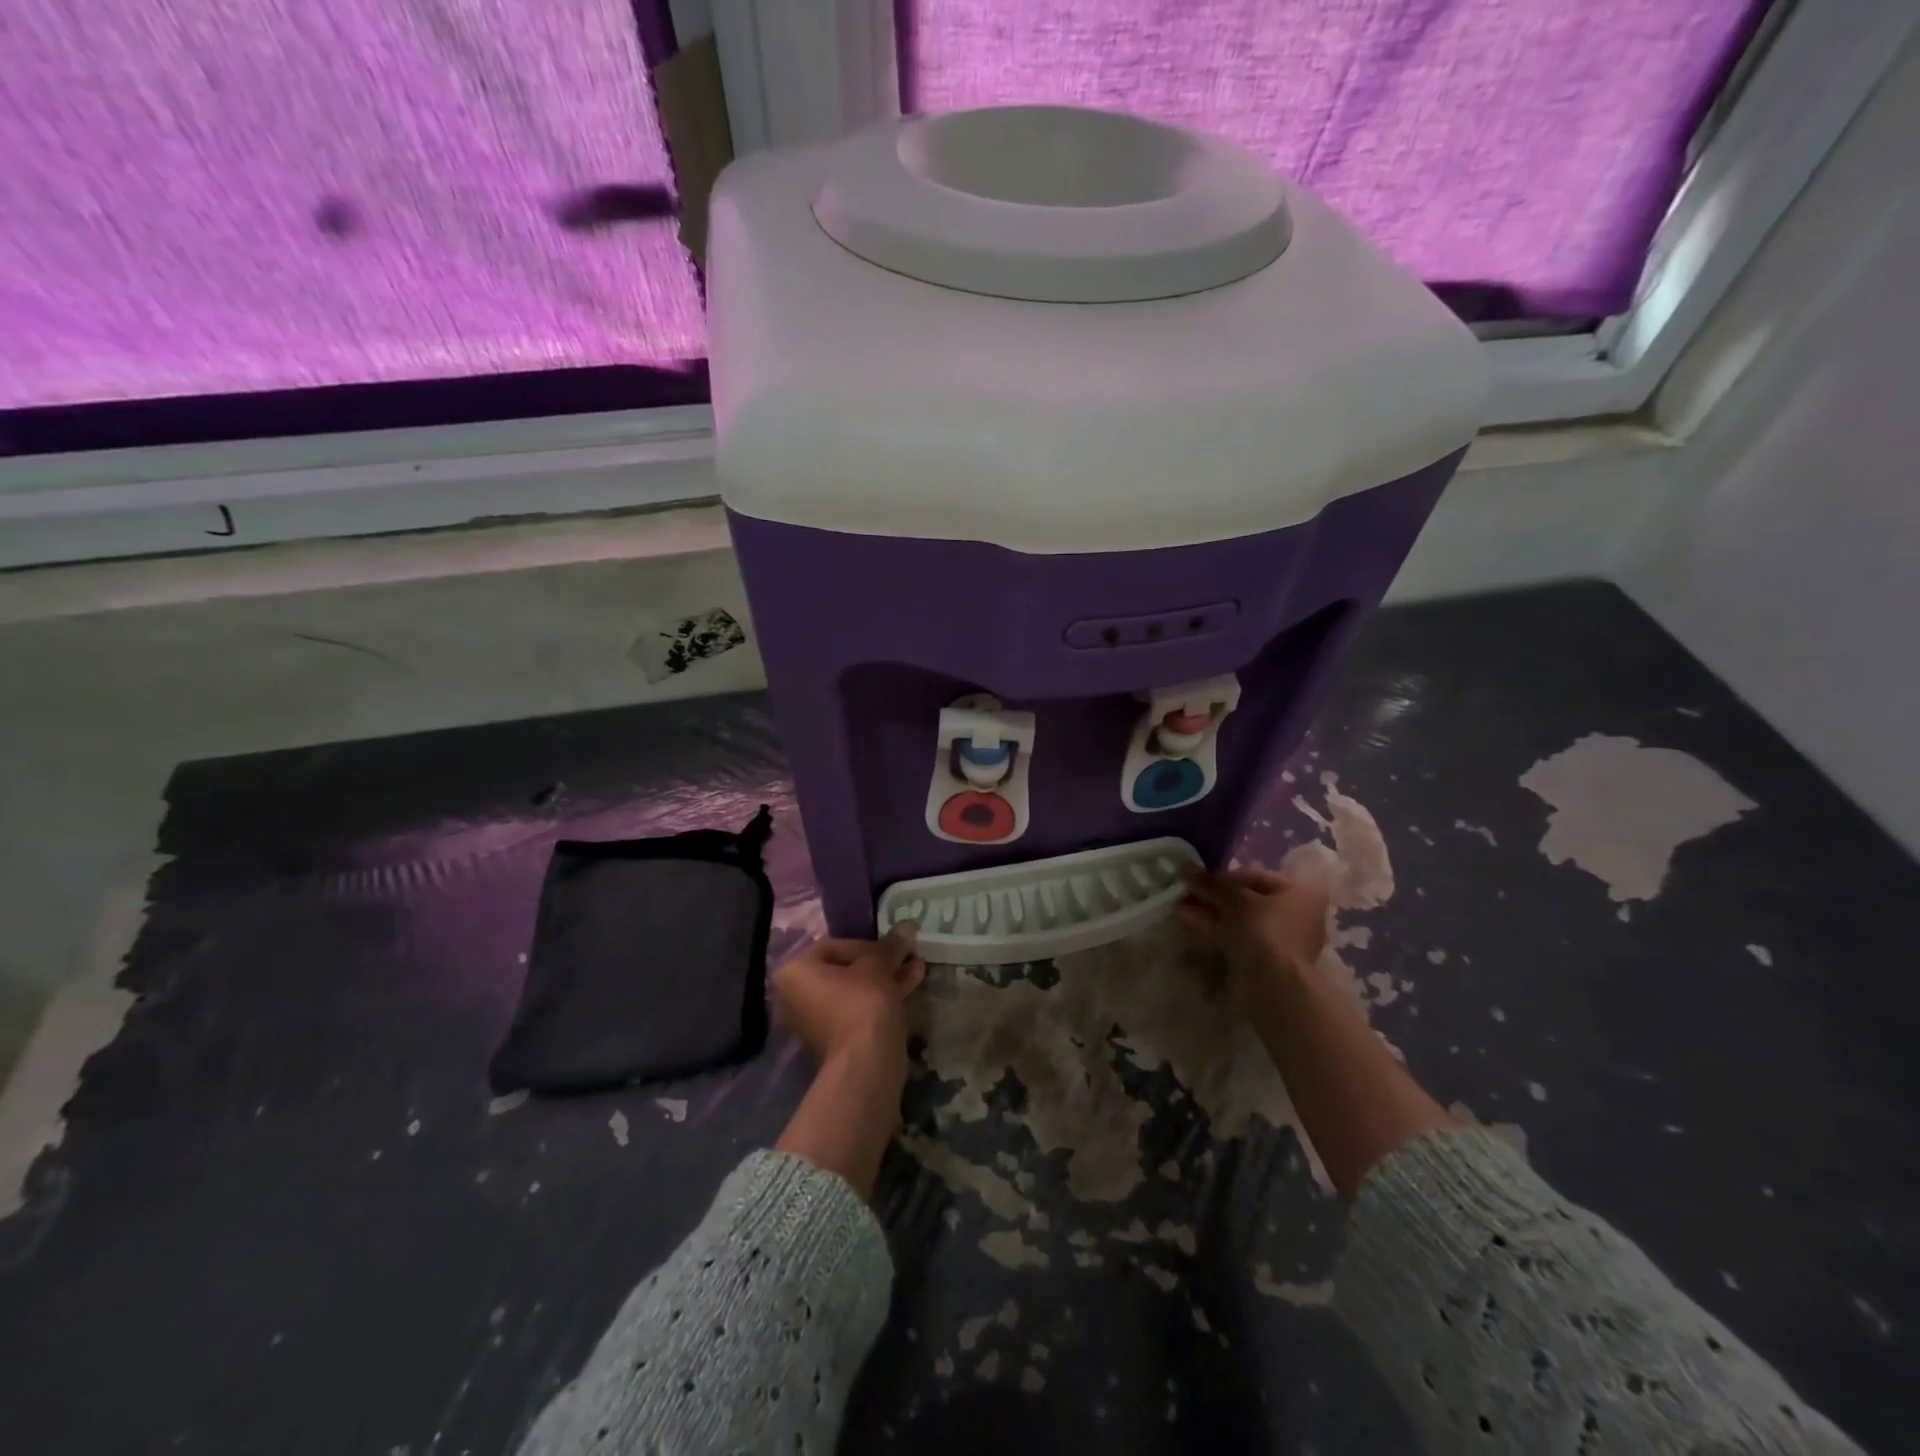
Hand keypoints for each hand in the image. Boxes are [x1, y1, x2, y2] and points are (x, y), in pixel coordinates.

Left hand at [771, 924, 925, 1066]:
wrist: (865, 1062)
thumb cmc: (862, 1001)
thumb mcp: (878, 965)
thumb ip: (891, 944)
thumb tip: (908, 925)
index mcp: (794, 973)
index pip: (833, 946)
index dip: (867, 944)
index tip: (891, 948)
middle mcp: (796, 997)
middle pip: (844, 969)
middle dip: (879, 962)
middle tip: (906, 954)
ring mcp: (815, 1021)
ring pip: (855, 991)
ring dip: (885, 978)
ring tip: (918, 967)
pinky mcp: (835, 1040)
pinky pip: (857, 1009)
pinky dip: (879, 998)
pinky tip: (911, 986)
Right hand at [1176, 867, 1328, 994]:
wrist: (1273, 983)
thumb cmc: (1262, 929)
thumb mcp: (1233, 897)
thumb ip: (1211, 882)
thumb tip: (1187, 869)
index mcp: (1301, 892)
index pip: (1256, 876)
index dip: (1224, 876)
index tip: (1198, 878)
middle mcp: (1298, 914)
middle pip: (1248, 899)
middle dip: (1215, 896)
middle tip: (1187, 894)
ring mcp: (1283, 940)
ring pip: (1241, 920)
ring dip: (1211, 912)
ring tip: (1180, 908)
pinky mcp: (1268, 961)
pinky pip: (1239, 938)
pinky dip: (1217, 929)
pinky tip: (1189, 923)